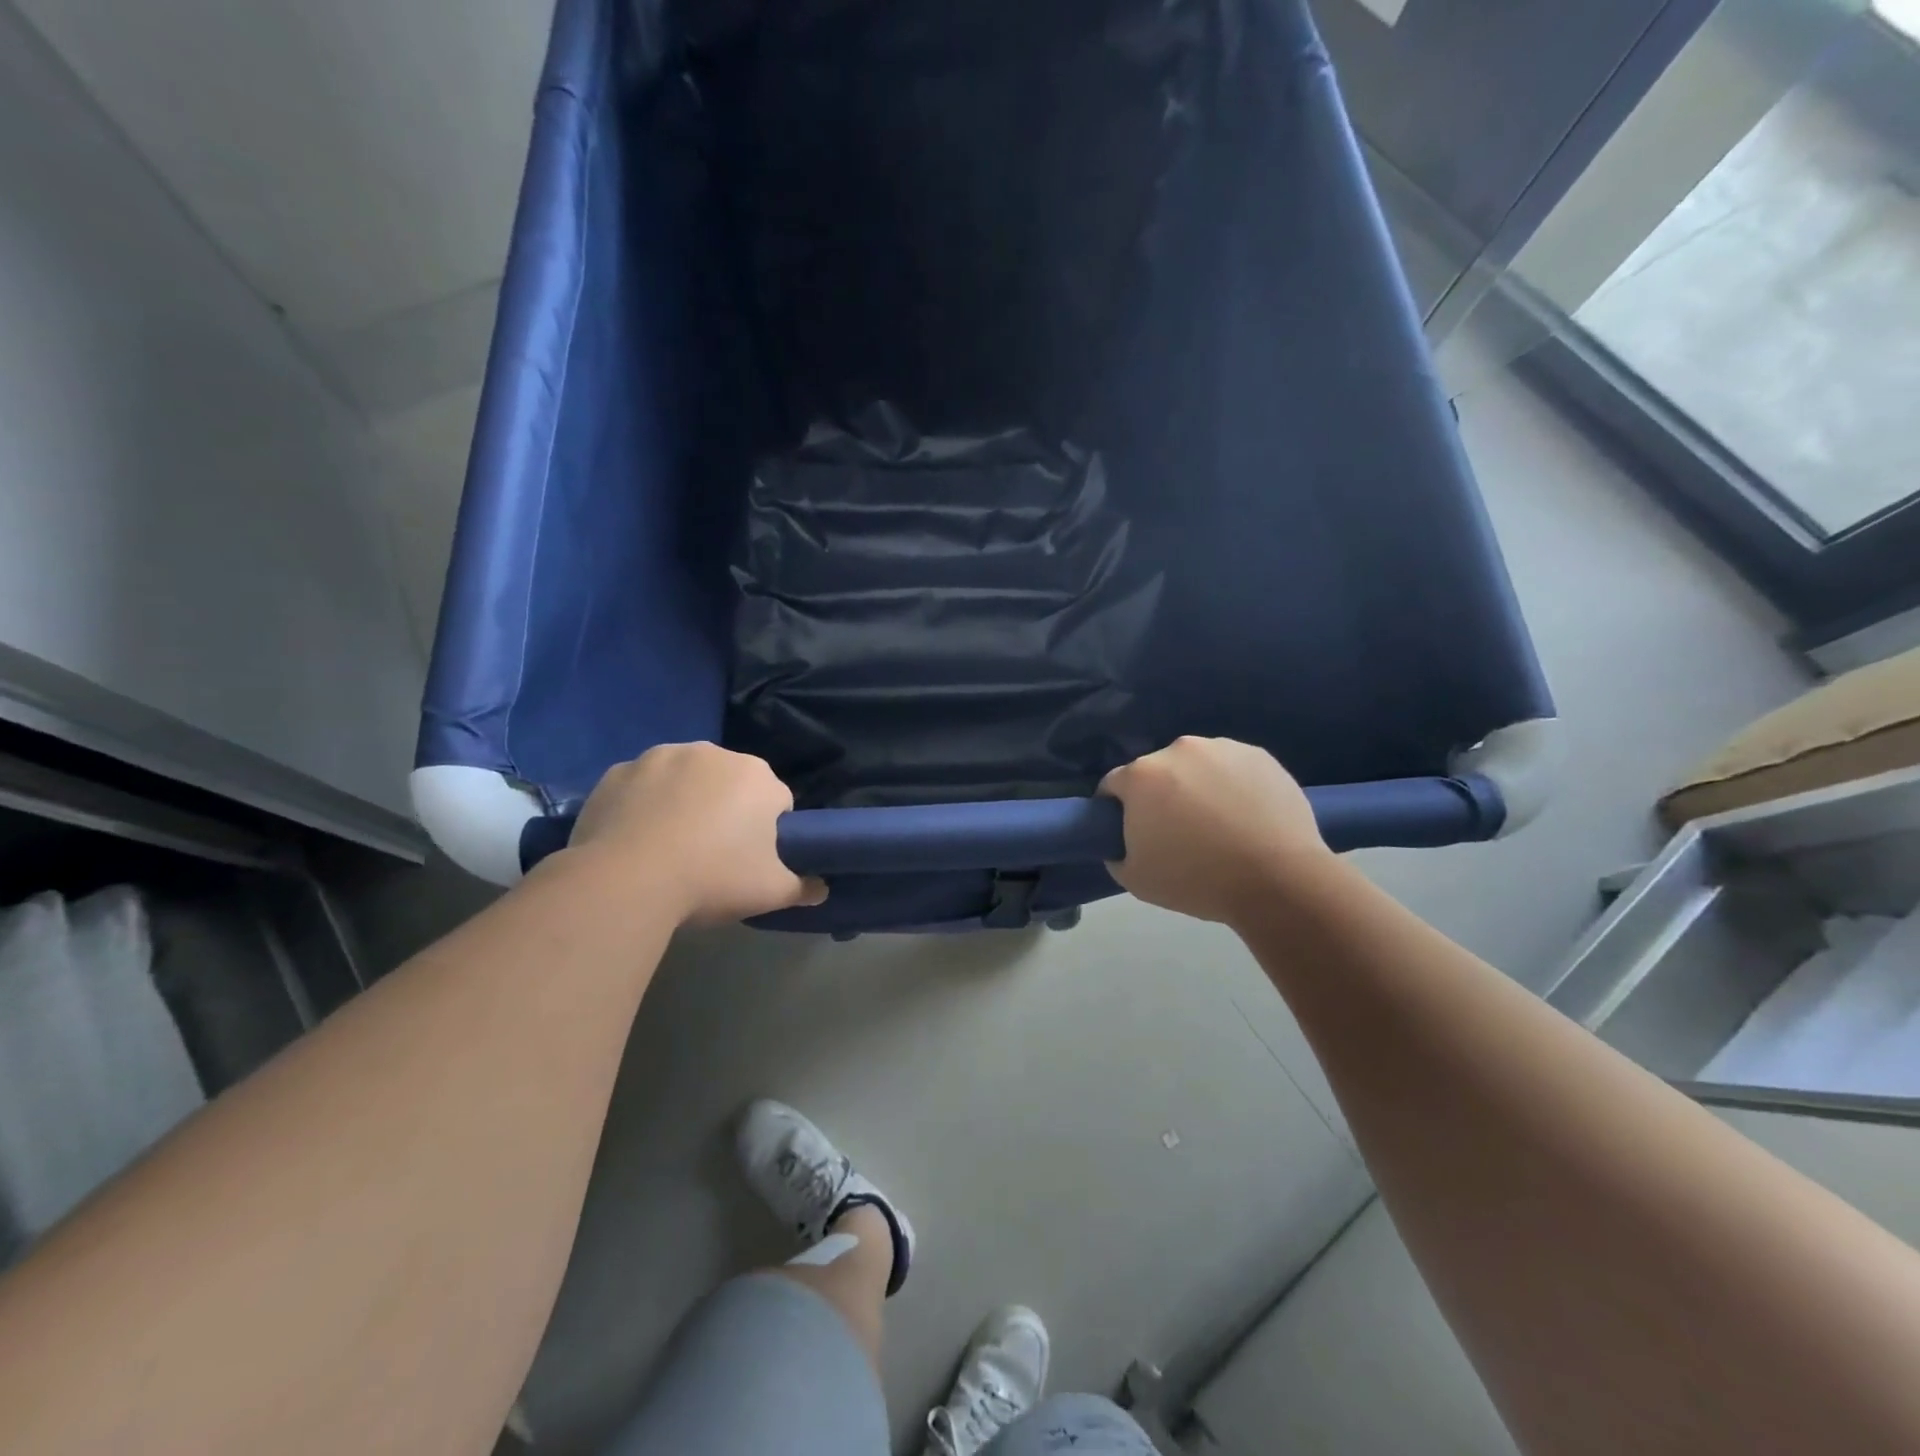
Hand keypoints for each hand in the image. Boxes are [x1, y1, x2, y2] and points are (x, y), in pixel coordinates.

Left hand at [569, 744, 826, 924]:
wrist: (625, 881)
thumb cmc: (712, 878)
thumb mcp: (771, 891)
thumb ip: (802, 887)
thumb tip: (821, 889)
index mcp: (757, 776)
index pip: (777, 801)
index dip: (769, 832)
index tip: (752, 860)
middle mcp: (712, 753)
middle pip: (730, 784)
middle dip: (727, 810)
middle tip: (712, 856)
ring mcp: (661, 757)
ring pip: (685, 780)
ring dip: (684, 802)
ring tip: (669, 848)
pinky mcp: (618, 771)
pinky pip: (641, 787)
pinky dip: (643, 804)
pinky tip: (634, 840)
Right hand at [1100, 737, 1333, 924]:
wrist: (1277, 880)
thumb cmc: (1197, 880)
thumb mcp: (1134, 879)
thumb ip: (1116, 852)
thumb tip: (1122, 842)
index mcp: (1141, 775)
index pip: (1113, 785)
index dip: (1116, 808)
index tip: (1130, 831)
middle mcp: (1178, 750)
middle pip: (1157, 771)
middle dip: (1160, 795)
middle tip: (1178, 831)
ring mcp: (1222, 748)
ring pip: (1196, 765)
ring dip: (1197, 786)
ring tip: (1218, 823)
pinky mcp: (1259, 756)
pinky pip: (1232, 768)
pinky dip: (1232, 785)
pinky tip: (1246, 816)